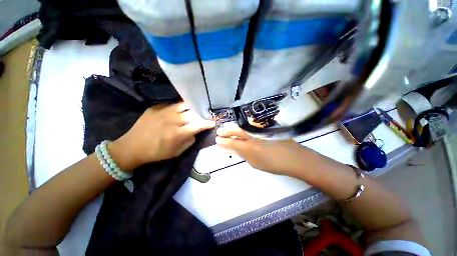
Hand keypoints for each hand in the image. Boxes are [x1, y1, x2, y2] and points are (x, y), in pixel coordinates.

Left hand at [108, 103, 214, 171]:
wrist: (132, 147)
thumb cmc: (156, 152)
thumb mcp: (177, 152)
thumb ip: (189, 141)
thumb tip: (195, 132)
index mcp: (177, 133)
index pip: (198, 125)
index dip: (207, 123)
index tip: (213, 123)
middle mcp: (172, 120)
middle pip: (192, 113)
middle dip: (201, 115)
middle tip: (204, 116)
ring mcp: (163, 112)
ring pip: (184, 105)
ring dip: (192, 108)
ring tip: (195, 110)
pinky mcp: (156, 107)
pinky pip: (172, 104)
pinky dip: (180, 107)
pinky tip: (181, 110)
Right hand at [215, 124, 314, 177]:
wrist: (294, 158)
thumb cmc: (274, 164)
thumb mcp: (256, 164)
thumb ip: (245, 155)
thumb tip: (237, 148)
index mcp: (250, 148)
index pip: (233, 143)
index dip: (224, 141)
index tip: (217, 140)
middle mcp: (253, 137)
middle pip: (237, 132)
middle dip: (226, 131)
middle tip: (219, 131)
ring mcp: (260, 131)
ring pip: (244, 127)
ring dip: (234, 128)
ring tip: (227, 128)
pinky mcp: (266, 128)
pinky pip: (252, 126)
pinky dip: (244, 127)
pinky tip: (241, 128)